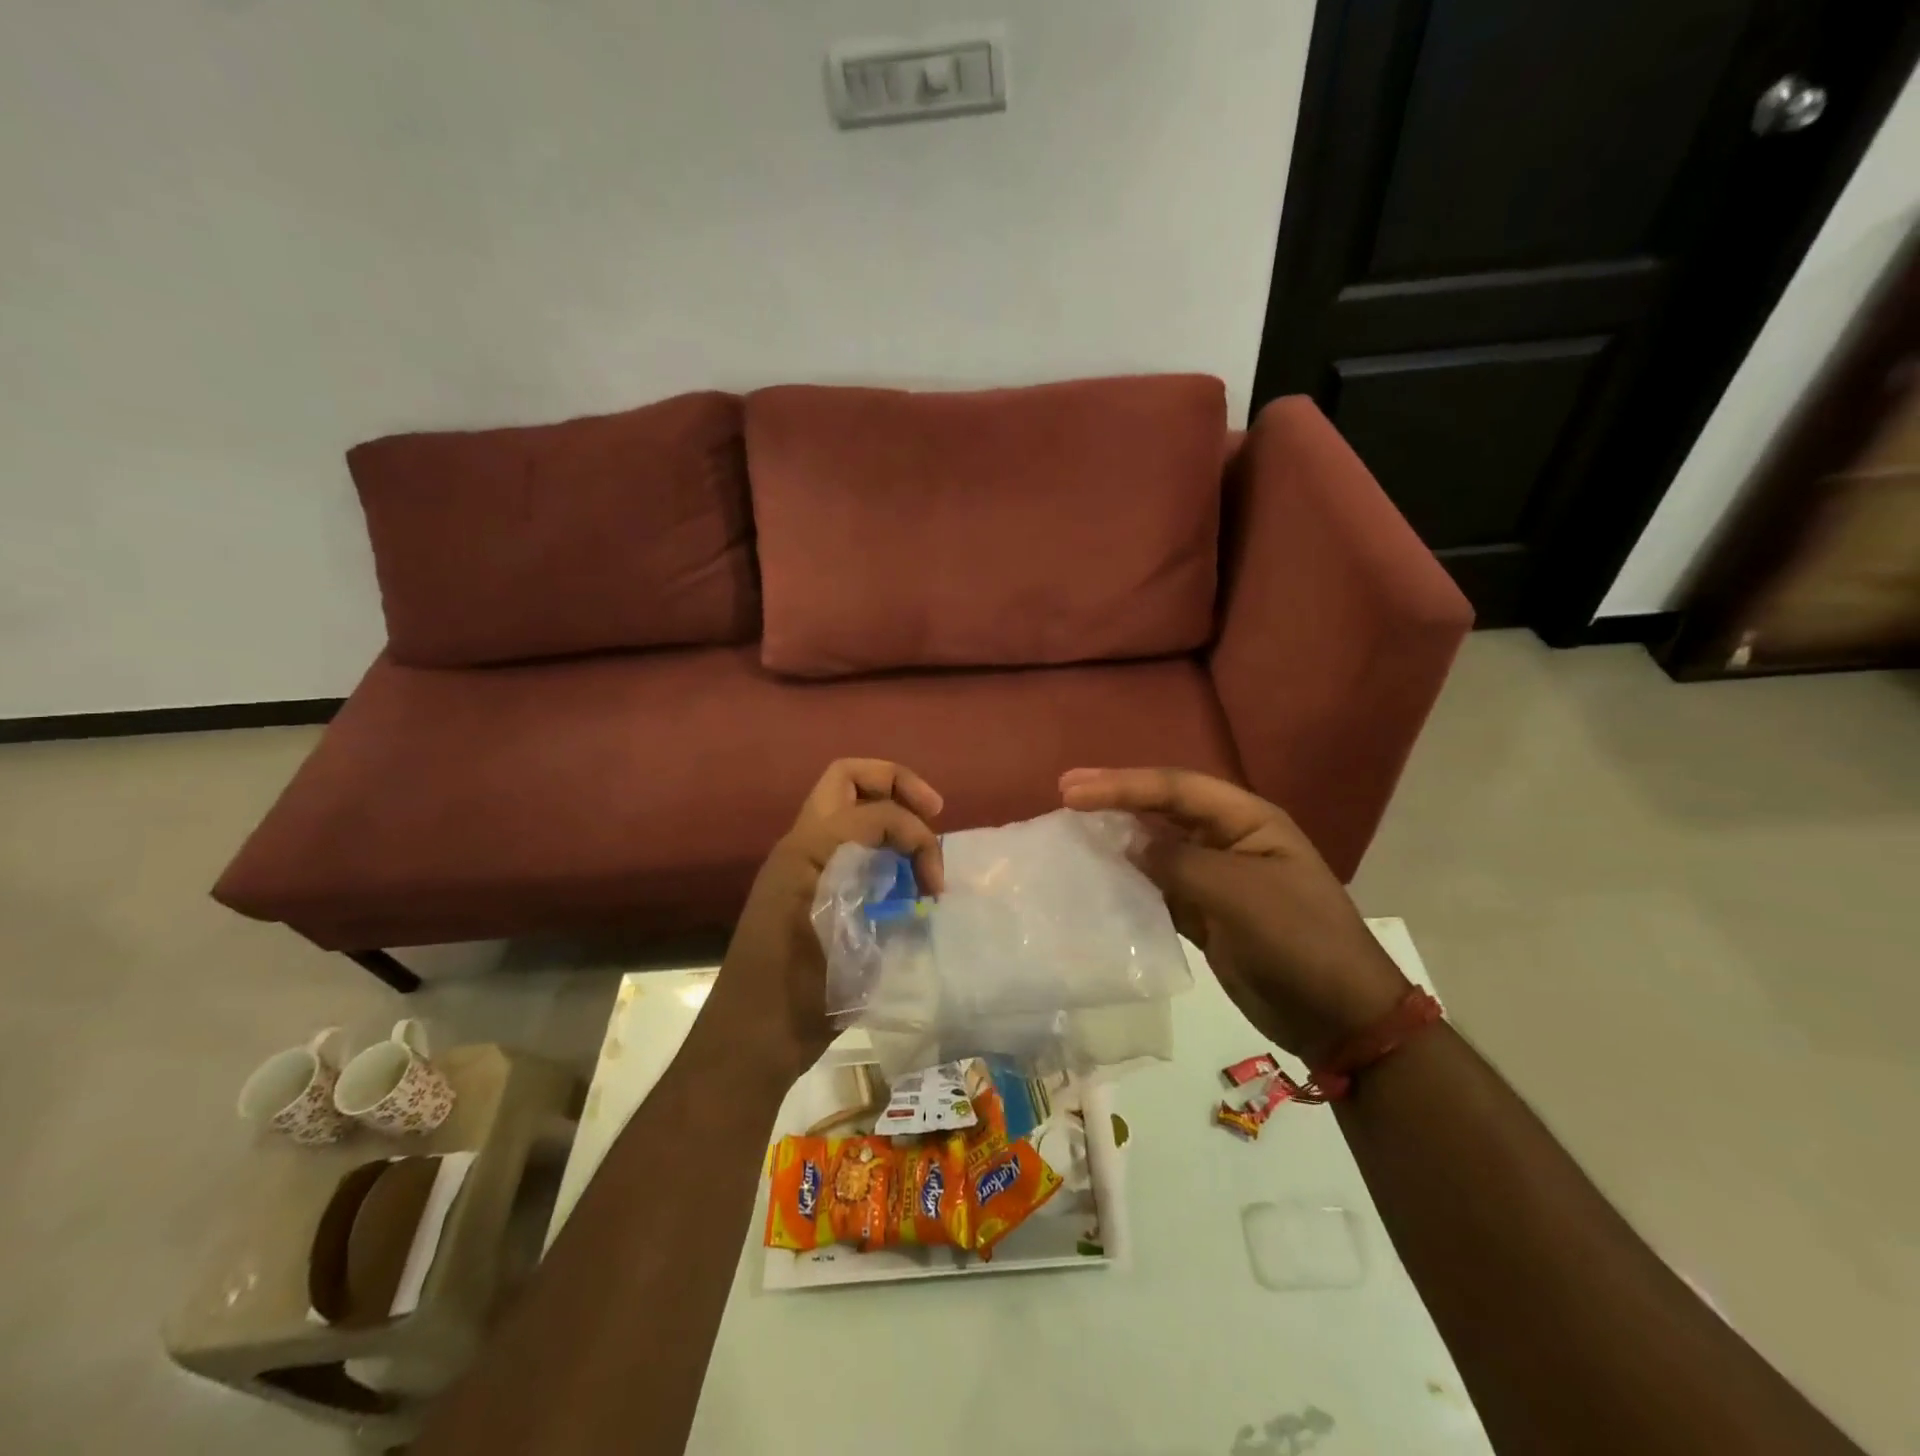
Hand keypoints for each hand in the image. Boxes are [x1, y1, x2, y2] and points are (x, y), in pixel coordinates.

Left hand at [711, 759, 944, 1078]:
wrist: (750, 1039)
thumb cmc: (796, 999)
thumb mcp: (851, 947)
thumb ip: (885, 900)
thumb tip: (919, 882)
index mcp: (807, 852)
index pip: (876, 812)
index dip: (916, 836)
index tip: (934, 884)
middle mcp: (800, 844)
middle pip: (848, 777)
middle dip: (897, 783)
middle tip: (934, 811)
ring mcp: (801, 862)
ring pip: (846, 804)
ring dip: (888, 811)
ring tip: (919, 851)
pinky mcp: (808, 884)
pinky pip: (847, 838)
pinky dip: (879, 841)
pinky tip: (900, 877)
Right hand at [1059, 767, 1408, 1062]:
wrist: (1339, 1017)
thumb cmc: (1298, 941)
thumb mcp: (1239, 894)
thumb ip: (1178, 862)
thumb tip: (1127, 843)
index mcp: (1247, 820)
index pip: (1176, 788)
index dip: (1123, 785)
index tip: (1071, 791)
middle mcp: (1228, 839)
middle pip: (1163, 809)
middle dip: (1115, 799)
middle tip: (1064, 793)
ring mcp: (1215, 877)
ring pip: (1156, 846)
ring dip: (1117, 837)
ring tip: (1072, 831)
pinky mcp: (1204, 913)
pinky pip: (1156, 885)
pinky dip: (1128, 879)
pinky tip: (1098, 878)